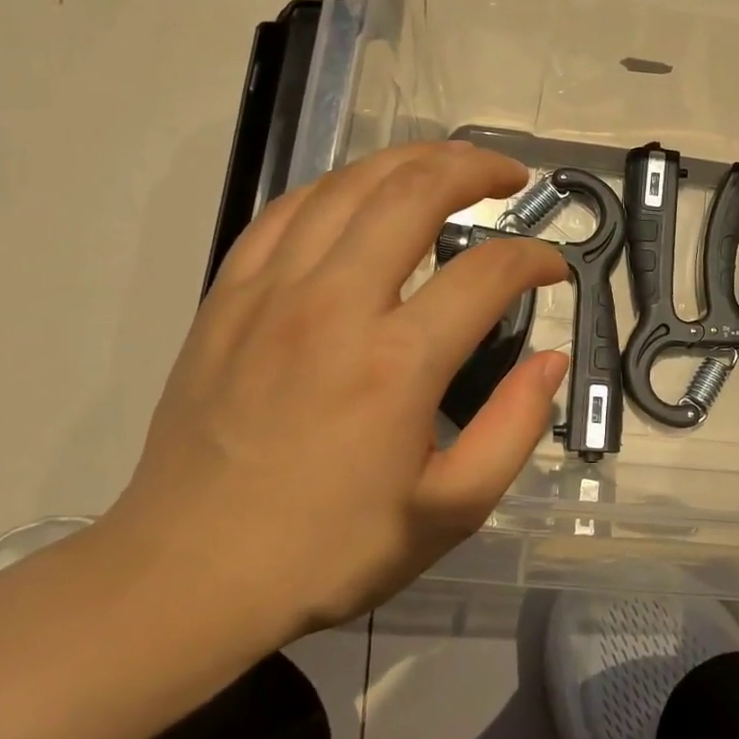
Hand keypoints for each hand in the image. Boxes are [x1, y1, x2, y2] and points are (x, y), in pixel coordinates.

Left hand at [100, 142, 568, 642]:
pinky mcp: (229, 296)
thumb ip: (514, 428)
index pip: (488, 272)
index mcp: (398, 363)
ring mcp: (273, 292)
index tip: (553, 271)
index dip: (535, 260)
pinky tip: (363, 194)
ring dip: (412, 161)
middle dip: (477, 170)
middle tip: (512, 179)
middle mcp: (336, 306)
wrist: (185, 577)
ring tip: (451, 164)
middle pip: (416, 193)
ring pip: (350, 185)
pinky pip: (288, 210)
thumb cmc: (328, 550)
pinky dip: (339, 187)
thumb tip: (549, 359)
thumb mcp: (449, 511)